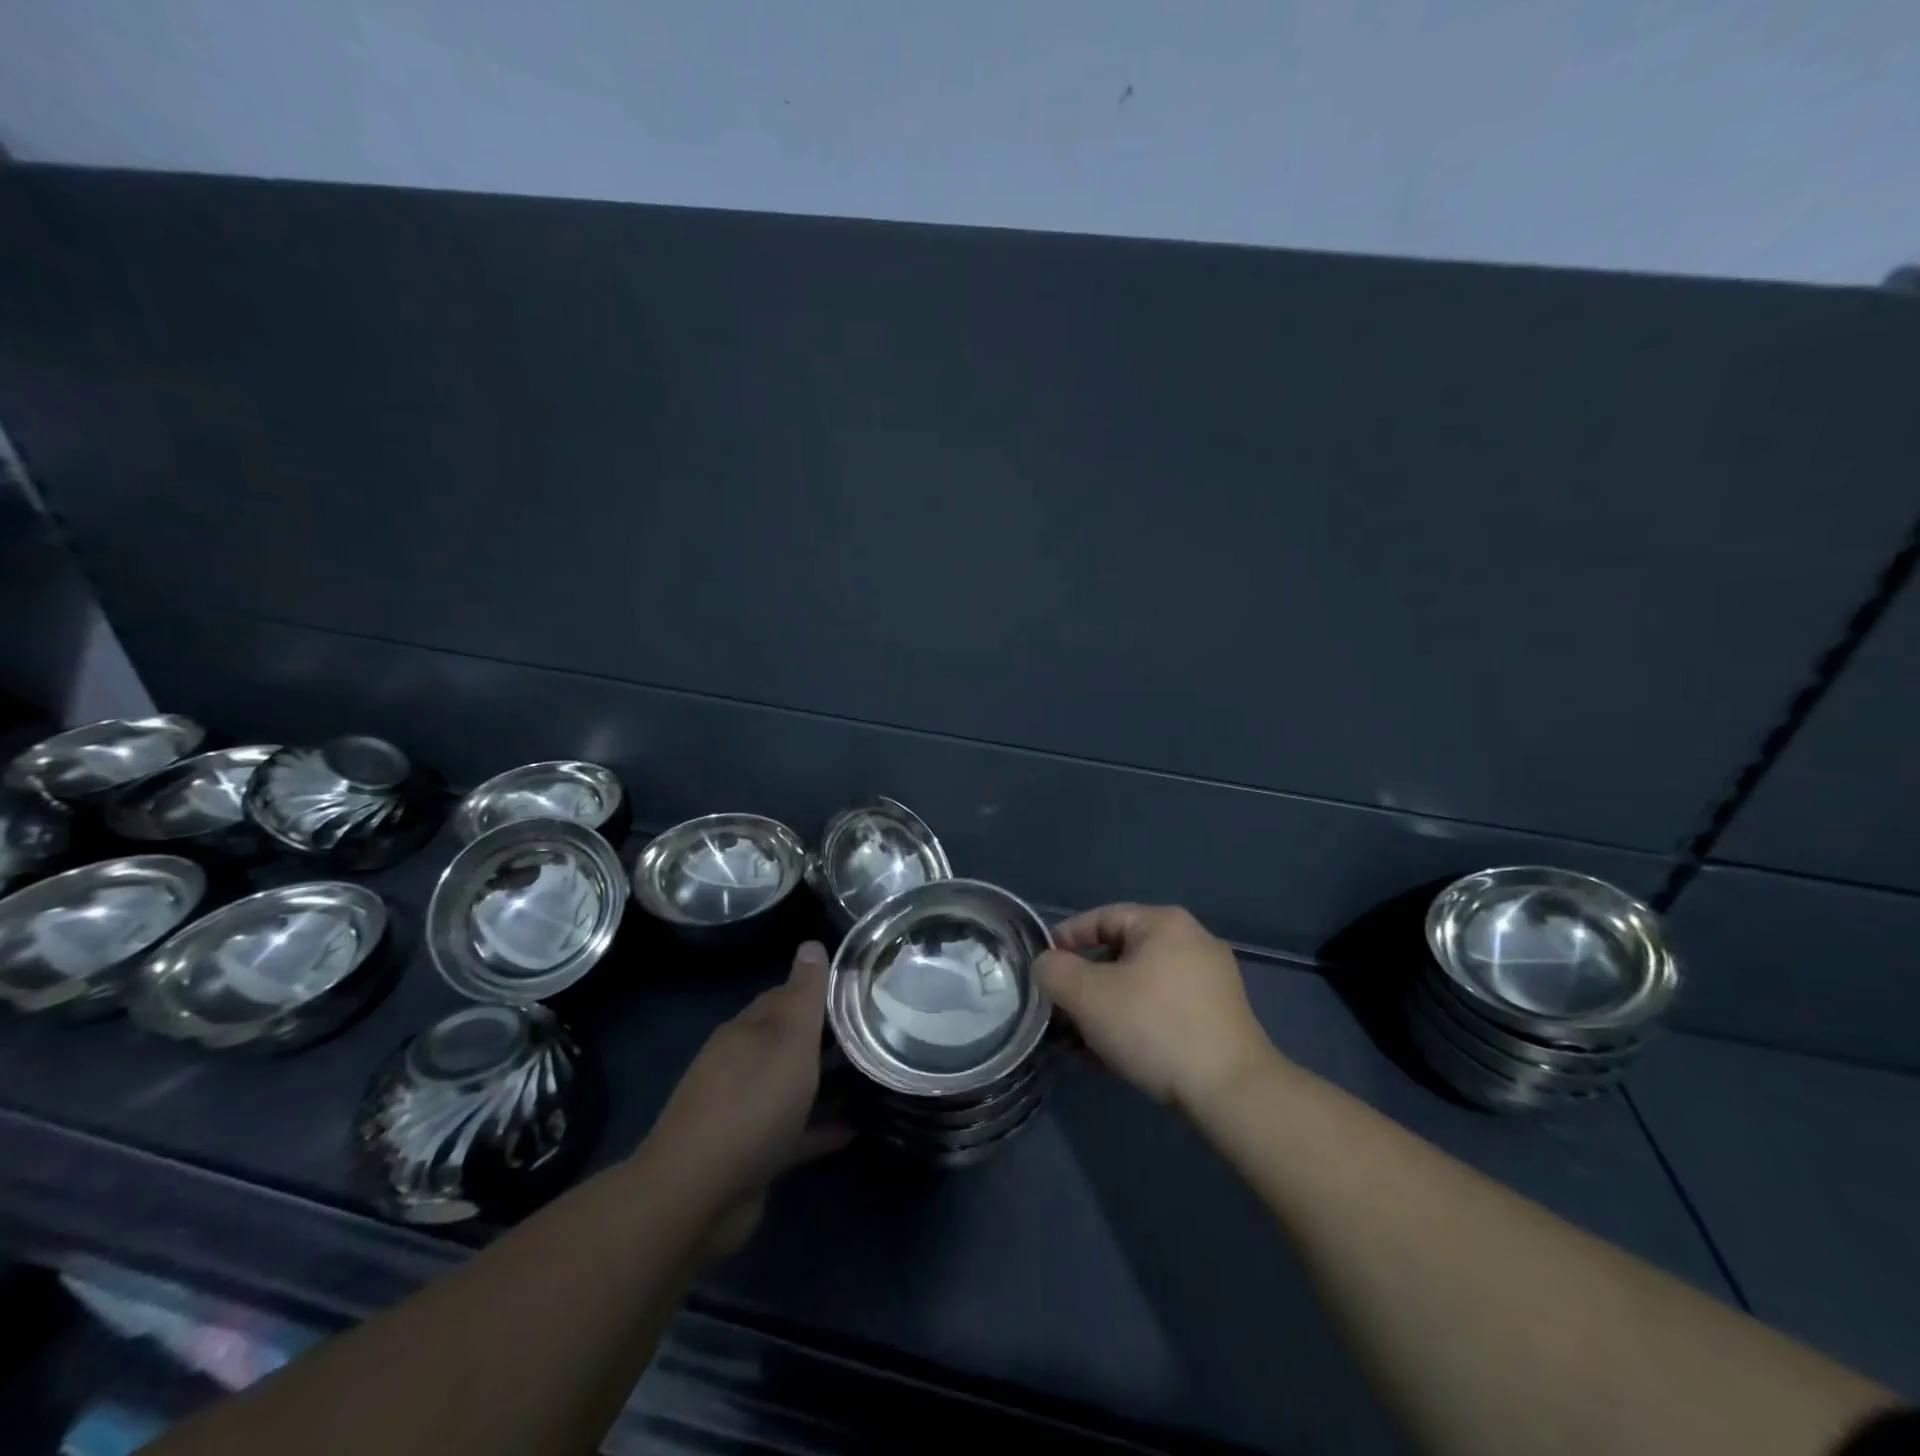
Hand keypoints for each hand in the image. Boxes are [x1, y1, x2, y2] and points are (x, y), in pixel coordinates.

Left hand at [638, 941, 848, 1257]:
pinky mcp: (749, 1154)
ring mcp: (742, 1111)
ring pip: (791, 1087)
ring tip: (871, 1079)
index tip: (859, 992)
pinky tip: (853, 1130)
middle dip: (825, 1038)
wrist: (695, 1195)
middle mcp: (740, 1064)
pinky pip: (792, 1132)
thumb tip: (811, 943)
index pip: (785, 997)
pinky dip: (819, 1127)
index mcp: (747, 1031)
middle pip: (788, 1042)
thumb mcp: (788, 1039)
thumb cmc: (751, 1103)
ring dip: (825, 1083)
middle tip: (874, 1035)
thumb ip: (804, 994)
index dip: (819, 991)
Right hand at [1035, 904, 1279, 1114]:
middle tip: (1059, 1010)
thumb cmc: (1154, 1027)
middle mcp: (1192, 942)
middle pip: (1120, 953)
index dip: (1065, 939)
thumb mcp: (1088, 996)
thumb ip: (1055, 971)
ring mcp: (1210, 982)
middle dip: (1084, 984)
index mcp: (1165, 923)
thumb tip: (1046, 965)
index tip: (1042, 967)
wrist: (1231, 1091)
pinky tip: (1111, 1057)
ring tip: (1078, 1042)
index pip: (1101, 917)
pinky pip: (1161, 1009)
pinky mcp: (1218, 1018)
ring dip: (1104, 1009)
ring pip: (1139, 986)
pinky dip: (1132, 1024)